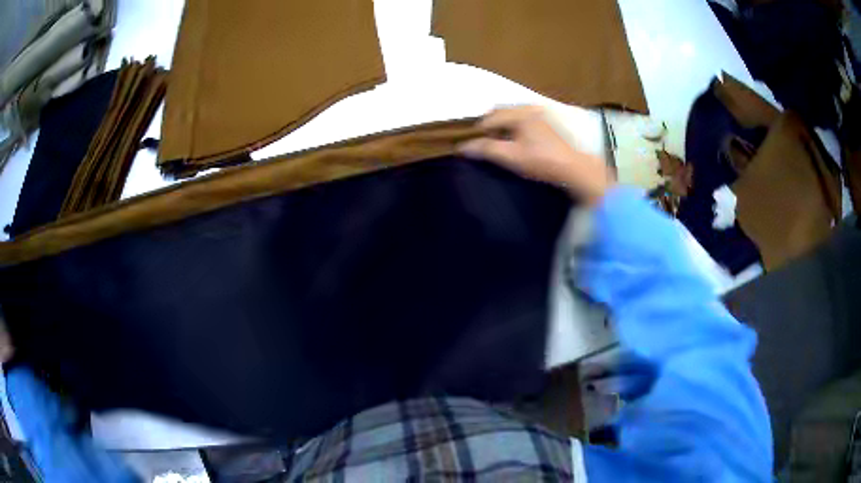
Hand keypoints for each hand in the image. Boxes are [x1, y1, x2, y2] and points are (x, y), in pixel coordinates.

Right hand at [458, 106, 614, 204]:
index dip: (477, 131)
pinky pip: (523, 120)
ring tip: (498, 143)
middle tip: (483, 143)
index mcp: (519, 113)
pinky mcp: (547, 124)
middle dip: (489, 126)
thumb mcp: (511, 156)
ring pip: (512, 116)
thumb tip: (461, 147)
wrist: (574, 169)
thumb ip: (485, 149)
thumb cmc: (541, 161)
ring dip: (502, 126)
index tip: (470, 146)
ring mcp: (540, 114)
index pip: (489, 118)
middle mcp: (528, 108)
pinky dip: (514, 127)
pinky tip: (516, 142)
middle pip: (500, 112)